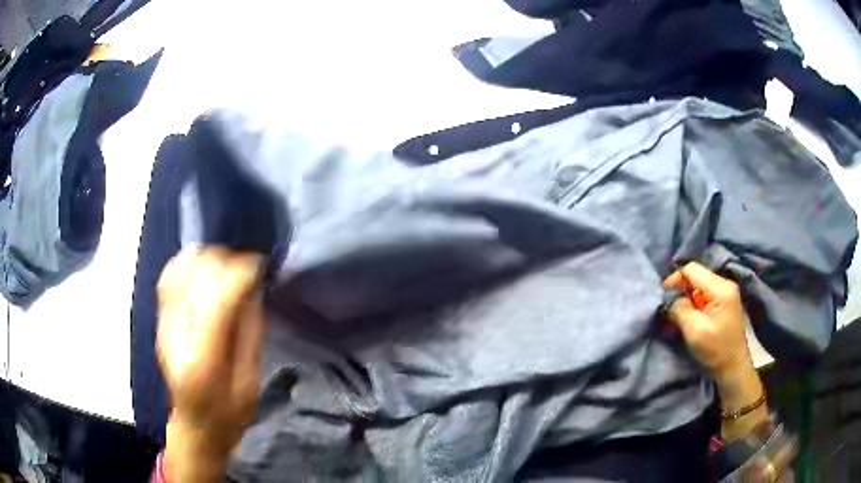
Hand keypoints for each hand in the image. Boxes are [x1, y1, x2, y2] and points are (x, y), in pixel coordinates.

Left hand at [157, 246, 263, 481]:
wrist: (195, 423)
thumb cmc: (229, 412)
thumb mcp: (250, 381)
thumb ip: (250, 332)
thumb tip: (251, 288)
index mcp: (204, 358)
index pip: (219, 296)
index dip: (242, 271)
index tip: (261, 267)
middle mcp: (177, 334)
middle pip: (198, 274)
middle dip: (227, 262)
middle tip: (246, 273)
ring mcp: (164, 324)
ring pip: (182, 268)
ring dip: (208, 260)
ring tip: (226, 270)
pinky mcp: (160, 320)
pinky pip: (168, 276)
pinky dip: (186, 264)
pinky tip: (202, 268)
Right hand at [663, 262, 766, 438]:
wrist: (733, 368)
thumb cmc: (716, 350)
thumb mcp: (695, 331)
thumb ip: (681, 310)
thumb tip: (671, 300)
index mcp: (721, 288)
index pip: (692, 270)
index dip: (675, 279)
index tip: (663, 296)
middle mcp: (725, 284)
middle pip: (697, 276)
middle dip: (681, 290)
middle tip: (669, 308)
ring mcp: (726, 294)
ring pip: (699, 286)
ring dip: (687, 298)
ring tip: (678, 315)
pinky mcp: (724, 303)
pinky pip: (705, 295)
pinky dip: (694, 304)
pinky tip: (690, 317)